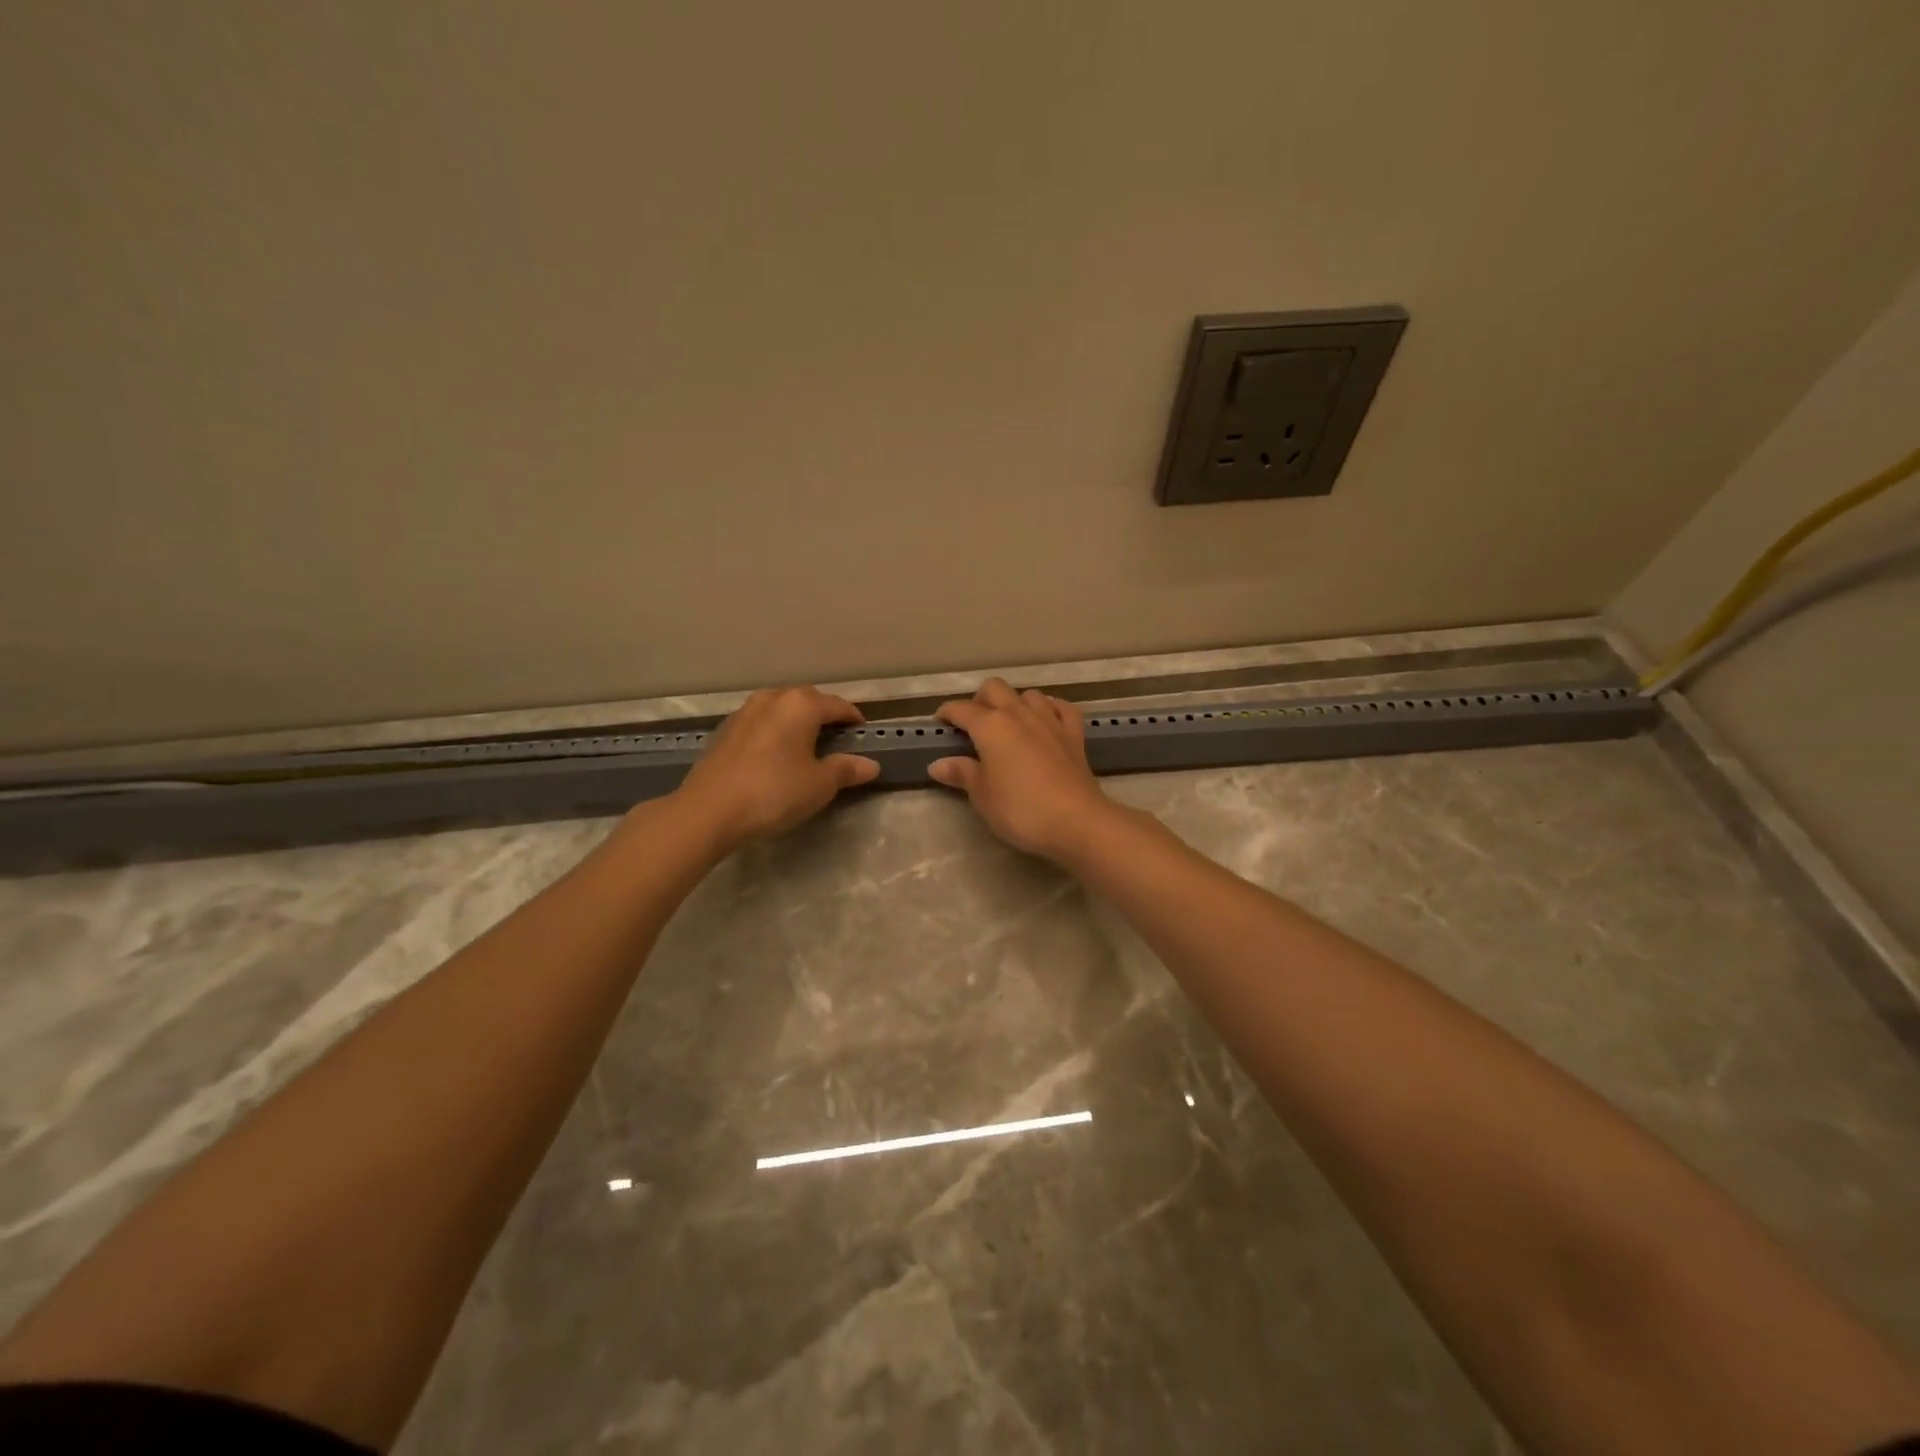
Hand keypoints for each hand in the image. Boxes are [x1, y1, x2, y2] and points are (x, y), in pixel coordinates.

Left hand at [674, 687, 879, 849]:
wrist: (708, 810)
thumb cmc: (774, 792)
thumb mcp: (819, 785)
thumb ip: (846, 770)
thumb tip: (871, 764)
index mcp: (801, 704)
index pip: (838, 705)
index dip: (854, 720)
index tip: (863, 736)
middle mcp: (773, 698)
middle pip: (808, 701)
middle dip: (824, 717)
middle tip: (837, 742)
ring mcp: (745, 711)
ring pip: (781, 710)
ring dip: (796, 723)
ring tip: (805, 748)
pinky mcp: (725, 730)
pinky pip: (760, 724)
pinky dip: (774, 733)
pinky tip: (774, 756)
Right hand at [929, 679, 1115, 862]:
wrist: (1076, 821)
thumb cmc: (1021, 810)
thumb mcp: (983, 796)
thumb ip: (962, 774)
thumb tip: (938, 764)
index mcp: (991, 726)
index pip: (961, 709)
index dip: (946, 713)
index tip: (939, 724)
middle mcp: (1019, 714)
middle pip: (994, 688)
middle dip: (979, 700)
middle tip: (973, 725)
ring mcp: (1050, 720)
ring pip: (1028, 694)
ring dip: (1015, 703)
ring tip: (1009, 725)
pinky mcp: (1074, 734)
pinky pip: (1061, 708)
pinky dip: (1050, 709)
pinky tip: (1045, 721)